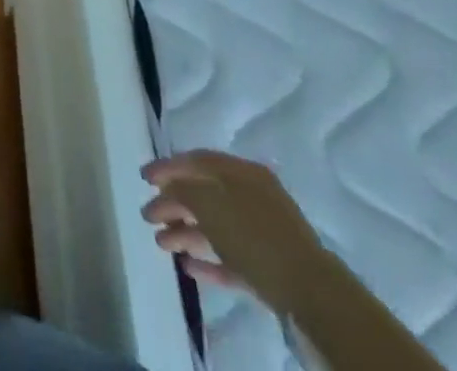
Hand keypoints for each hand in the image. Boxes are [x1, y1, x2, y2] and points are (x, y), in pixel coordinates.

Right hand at [141, 151, 334, 312]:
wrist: (313, 295)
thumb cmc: (255, 236)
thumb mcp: (209, 204)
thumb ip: (183, 191)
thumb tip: (169, 189)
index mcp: (241, 172)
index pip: (197, 160)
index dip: (167, 167)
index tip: (143, 178)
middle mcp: (251, 196)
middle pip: (205, 195)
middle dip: (173, 204)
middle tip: (148, 215)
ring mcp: (262, 234)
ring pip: (216, 227)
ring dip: (186, 233)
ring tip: (161, 244)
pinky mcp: (268, 268)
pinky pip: (231, 258)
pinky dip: (209, 259)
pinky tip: (189, 267)